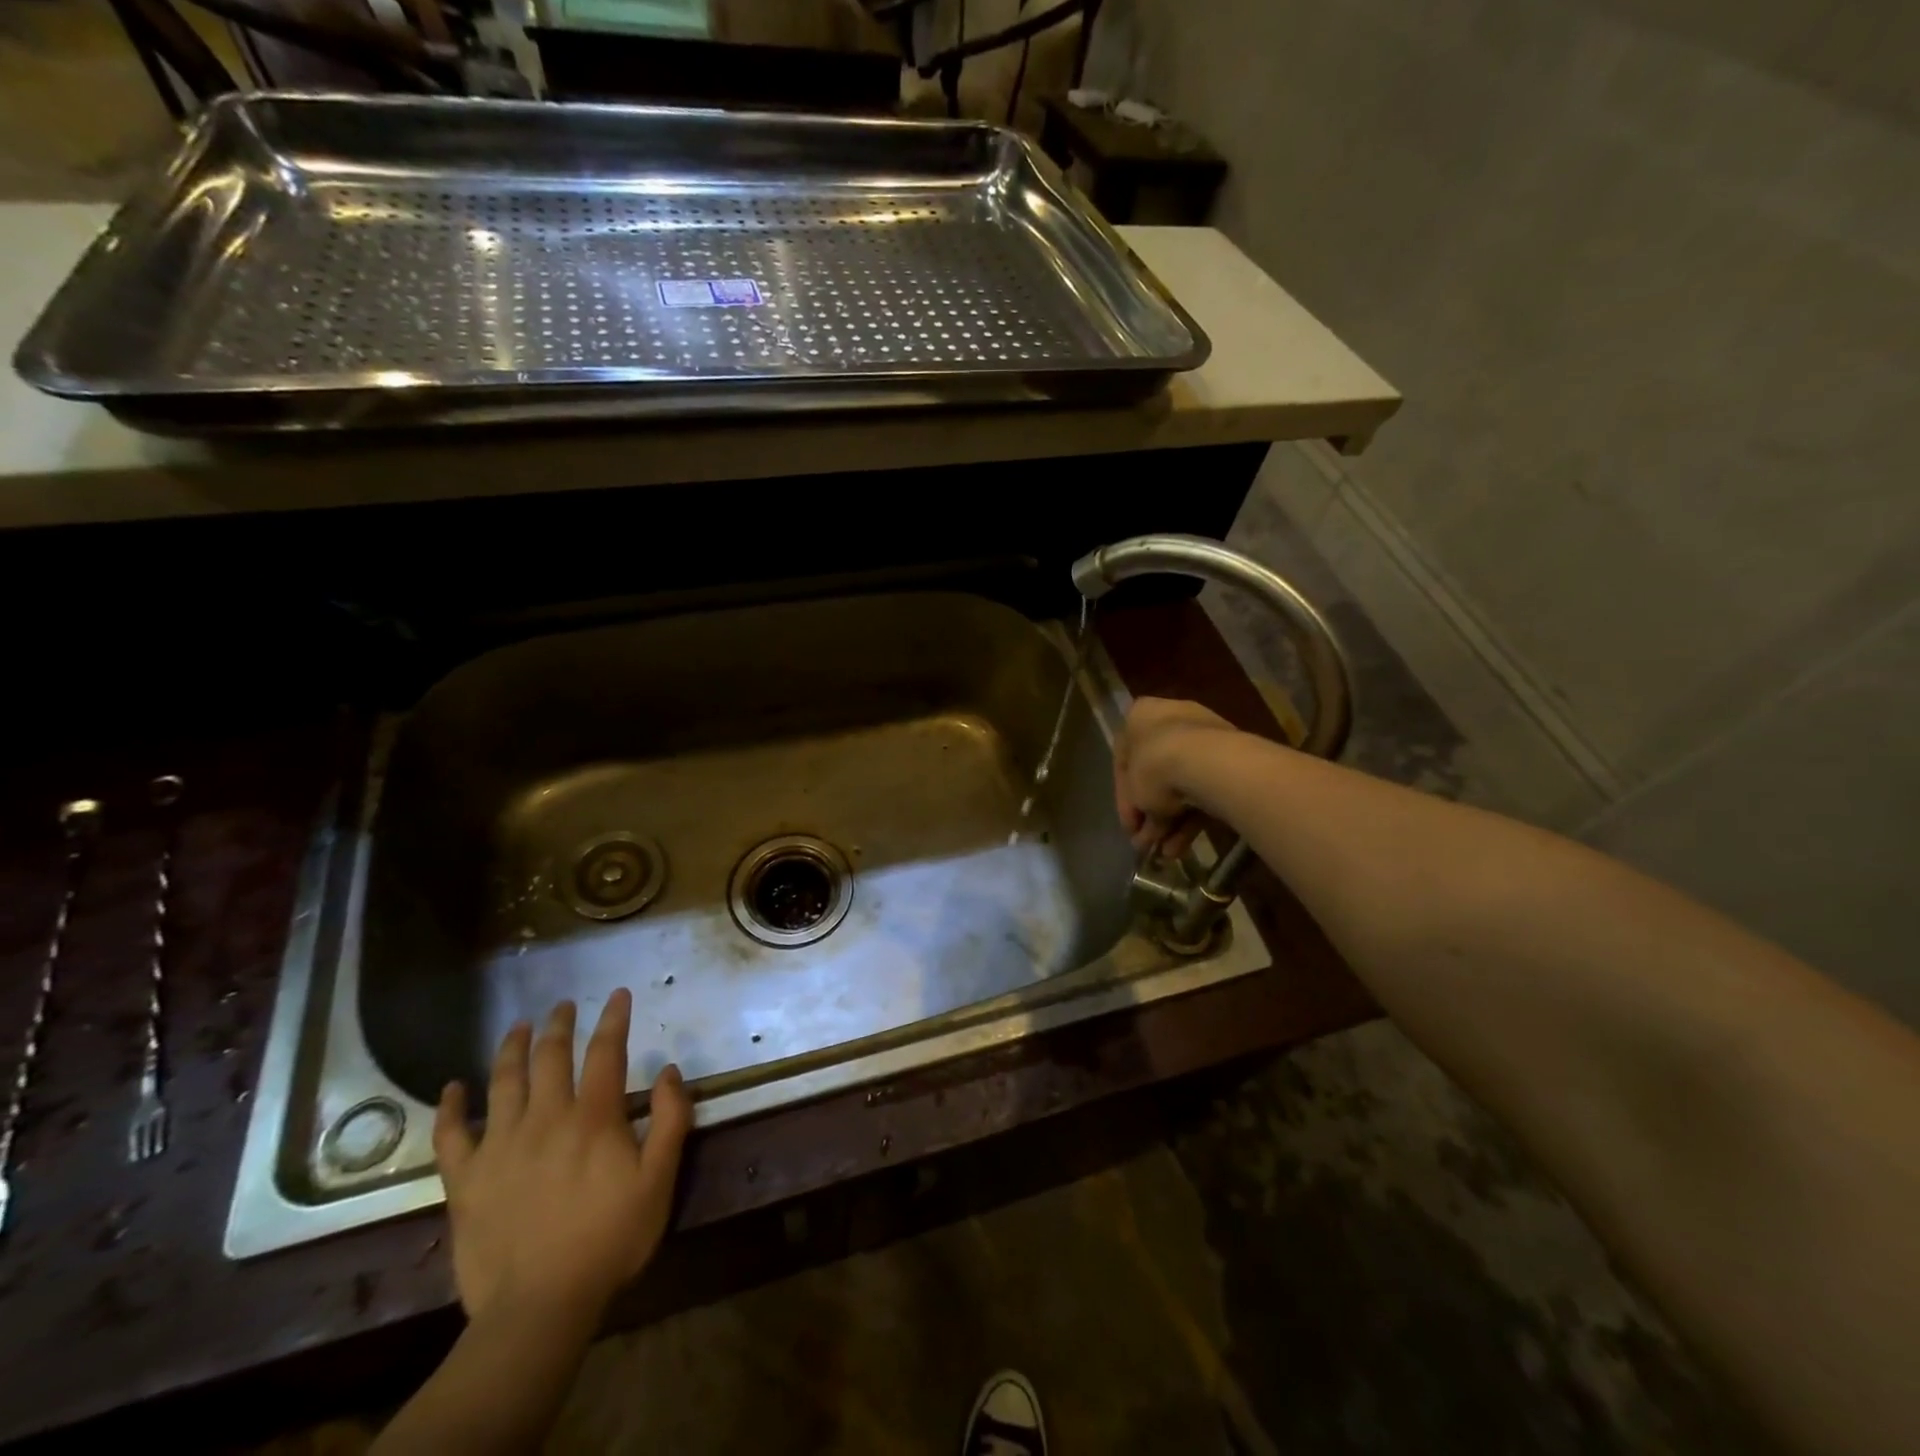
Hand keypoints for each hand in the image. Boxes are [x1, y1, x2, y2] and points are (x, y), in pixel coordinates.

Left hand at [432, 990, 692, 1330]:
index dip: (614, 1019)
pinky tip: (451, 1087)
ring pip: (503, 1082)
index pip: (606, 1052)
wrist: (539, 1307)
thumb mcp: (659, 1181)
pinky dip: (449, 1107)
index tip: (620, 994)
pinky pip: (450, 1135)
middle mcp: (545, 1118)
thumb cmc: (609, 1240)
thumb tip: (669, 1071)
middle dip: (560, 1025)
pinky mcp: (466, 1180)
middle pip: (551, 1056)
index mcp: (593, 1117)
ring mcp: (500, 1146)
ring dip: (512, 1048)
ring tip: (519, 1027)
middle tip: (564, 1006)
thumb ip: (669, 1121)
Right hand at [1113, 696, 1238, 855]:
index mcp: (1141, 716)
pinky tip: (1184, 846)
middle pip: (1156, 773)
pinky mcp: (1230, 758)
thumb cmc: (1155, 767)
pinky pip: (1203, 788)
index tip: (1129, 825)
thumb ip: (1135, 811)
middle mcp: (1172, 719)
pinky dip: (1193, 817)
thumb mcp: (1134, 793)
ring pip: (1181, 784)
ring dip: (1172, 821)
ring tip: (1167, 853)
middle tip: (1148, 842)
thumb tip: (1139, 835)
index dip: (1125, 798)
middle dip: (1151, 812)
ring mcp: (1204, 736)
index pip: (1125, 760)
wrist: (1208, 762)